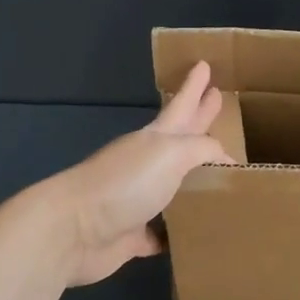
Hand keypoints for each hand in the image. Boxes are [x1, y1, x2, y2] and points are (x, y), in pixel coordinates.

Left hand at [48, 61, 232, 285]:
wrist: (74, 230)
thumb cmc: (125, 183)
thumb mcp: (170, 154)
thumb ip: (202, 149)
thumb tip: (226, 158)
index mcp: (156, 139)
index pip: (181, 106)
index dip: (193, 87)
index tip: (203, 63)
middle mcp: (148, 165)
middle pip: (181, 138)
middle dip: (199, 119)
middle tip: (217, 100)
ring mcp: (139, 199)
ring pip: (175, 185)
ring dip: (195, 180)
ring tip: (221, 177)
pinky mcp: (134, 235)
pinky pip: (163, 231)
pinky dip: (178, 231)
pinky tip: (194, 232)